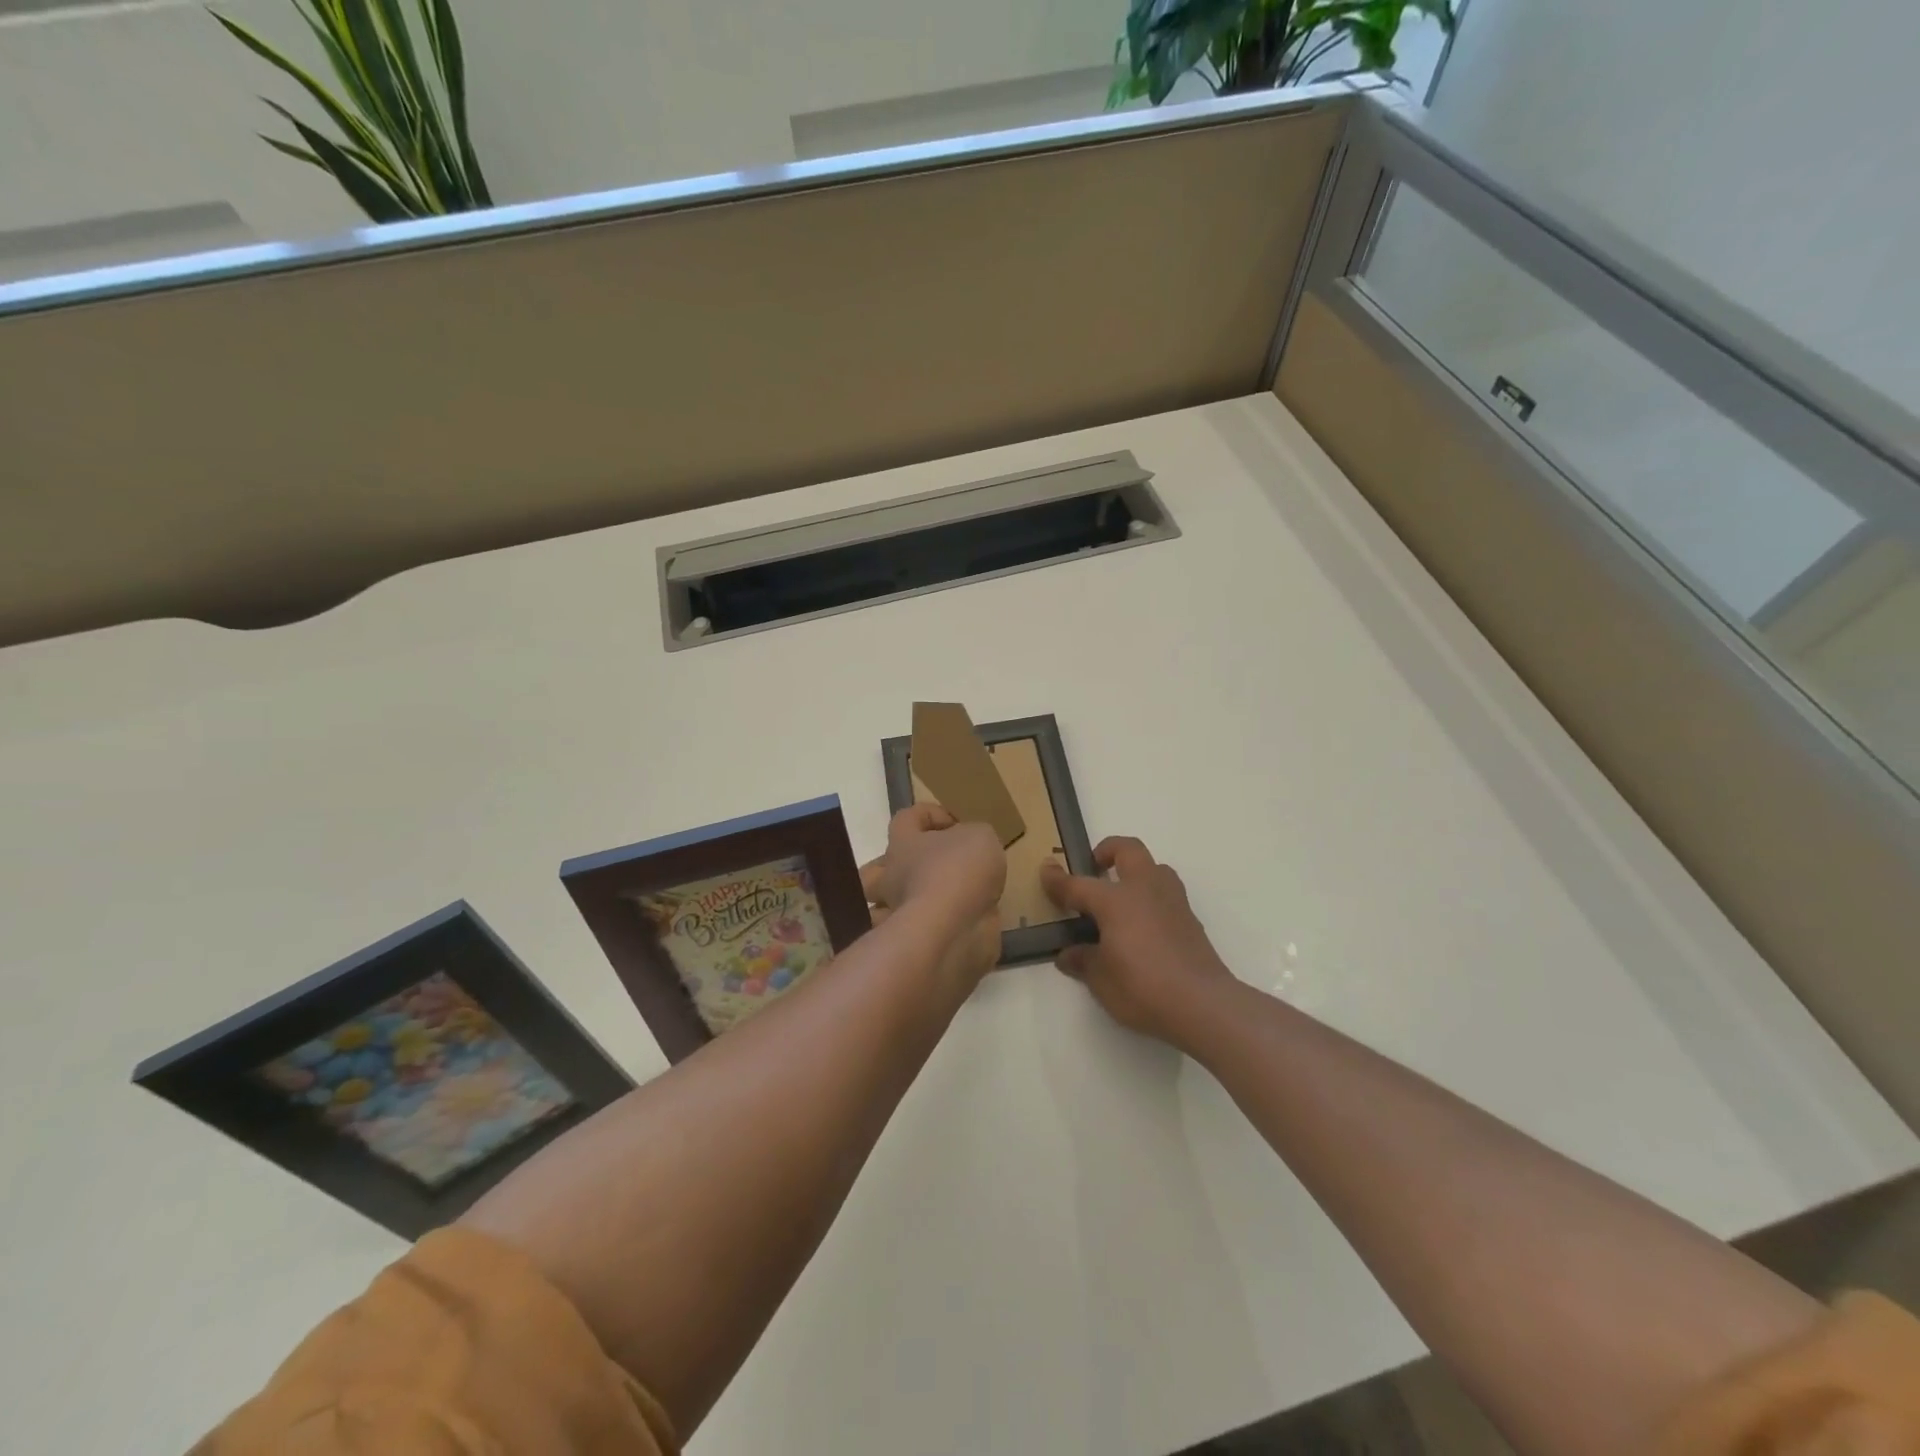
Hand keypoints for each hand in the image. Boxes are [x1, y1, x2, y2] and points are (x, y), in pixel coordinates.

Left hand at [862, 805, 1005, 986]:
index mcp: (902, 845)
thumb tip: (968, 847)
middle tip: (931, 867)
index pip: (905, 818)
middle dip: (897, 869)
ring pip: (890, 908)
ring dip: (908, 905)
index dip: (929, 814)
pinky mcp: (914, 946)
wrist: (953, 931)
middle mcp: (893, 879)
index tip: (957, 824)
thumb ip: (973, 837)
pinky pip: (916, 936)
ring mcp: (898, 915)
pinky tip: (961, 926)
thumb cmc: (959, 870)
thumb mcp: (979, 836)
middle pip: (876, 871)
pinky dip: (933, 932)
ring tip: (945, 902)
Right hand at [1041, 836, 1236, 1050]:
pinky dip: (1151, 898)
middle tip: (1094, 868)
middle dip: (1107, 851)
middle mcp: (1145, 890)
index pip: (1079, 885)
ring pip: (1154, 867)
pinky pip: (1167, 894)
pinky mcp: (1191, 919)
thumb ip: (1083, 961)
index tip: (1046, 871)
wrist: (1203, 1004)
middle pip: (1127, 850)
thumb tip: (1069, 954)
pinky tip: (1143, 926)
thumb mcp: (1101, 980)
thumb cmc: (1143, 987)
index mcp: (1116, 900)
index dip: (1058, 880)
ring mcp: (1173, 901)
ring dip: (1136, 871)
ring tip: (1122, 896)